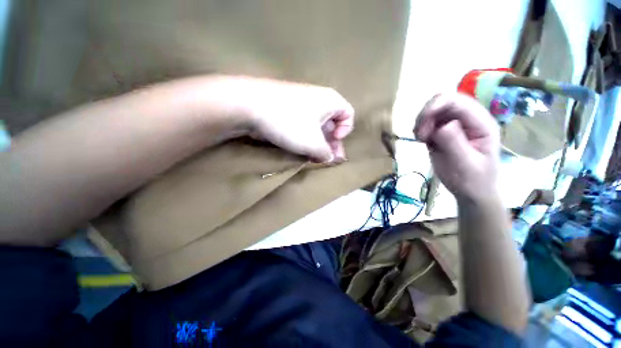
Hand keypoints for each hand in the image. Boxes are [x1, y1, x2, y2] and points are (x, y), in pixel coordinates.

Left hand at [230, 77, 354, 162]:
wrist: (250, 106)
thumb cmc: (290, 123)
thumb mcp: (314, 143)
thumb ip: (326, 153)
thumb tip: (330, 158)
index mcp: (330, 100)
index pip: (349, 114)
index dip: (345, 131)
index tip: (334, 141)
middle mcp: (318, 99)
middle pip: (332, 123)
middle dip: (330, 143)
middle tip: (325, 159)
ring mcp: (301, 104)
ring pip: (316, 126)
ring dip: (317, 143)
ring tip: (312, 158)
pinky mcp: (288, 110)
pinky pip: (303, 125)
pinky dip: (304, 138)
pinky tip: (300, 149)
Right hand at [414, 93, 499, 201]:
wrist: (471, 191)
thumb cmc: (472, 180)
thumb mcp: (464, 164)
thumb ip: (454, 143)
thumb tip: (443, 125)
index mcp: (480, 123)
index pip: (457, 102)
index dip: (435, 106)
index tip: (420, 128)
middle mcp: (468, 119)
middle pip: (443, 101)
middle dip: (426, 115)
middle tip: (420, 136)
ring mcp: (455, 124)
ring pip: (433, 111)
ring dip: (421, 123)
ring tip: (421, 140)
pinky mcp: (443, 131)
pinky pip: (428, 122)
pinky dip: (420, 129)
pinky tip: (422, 140)